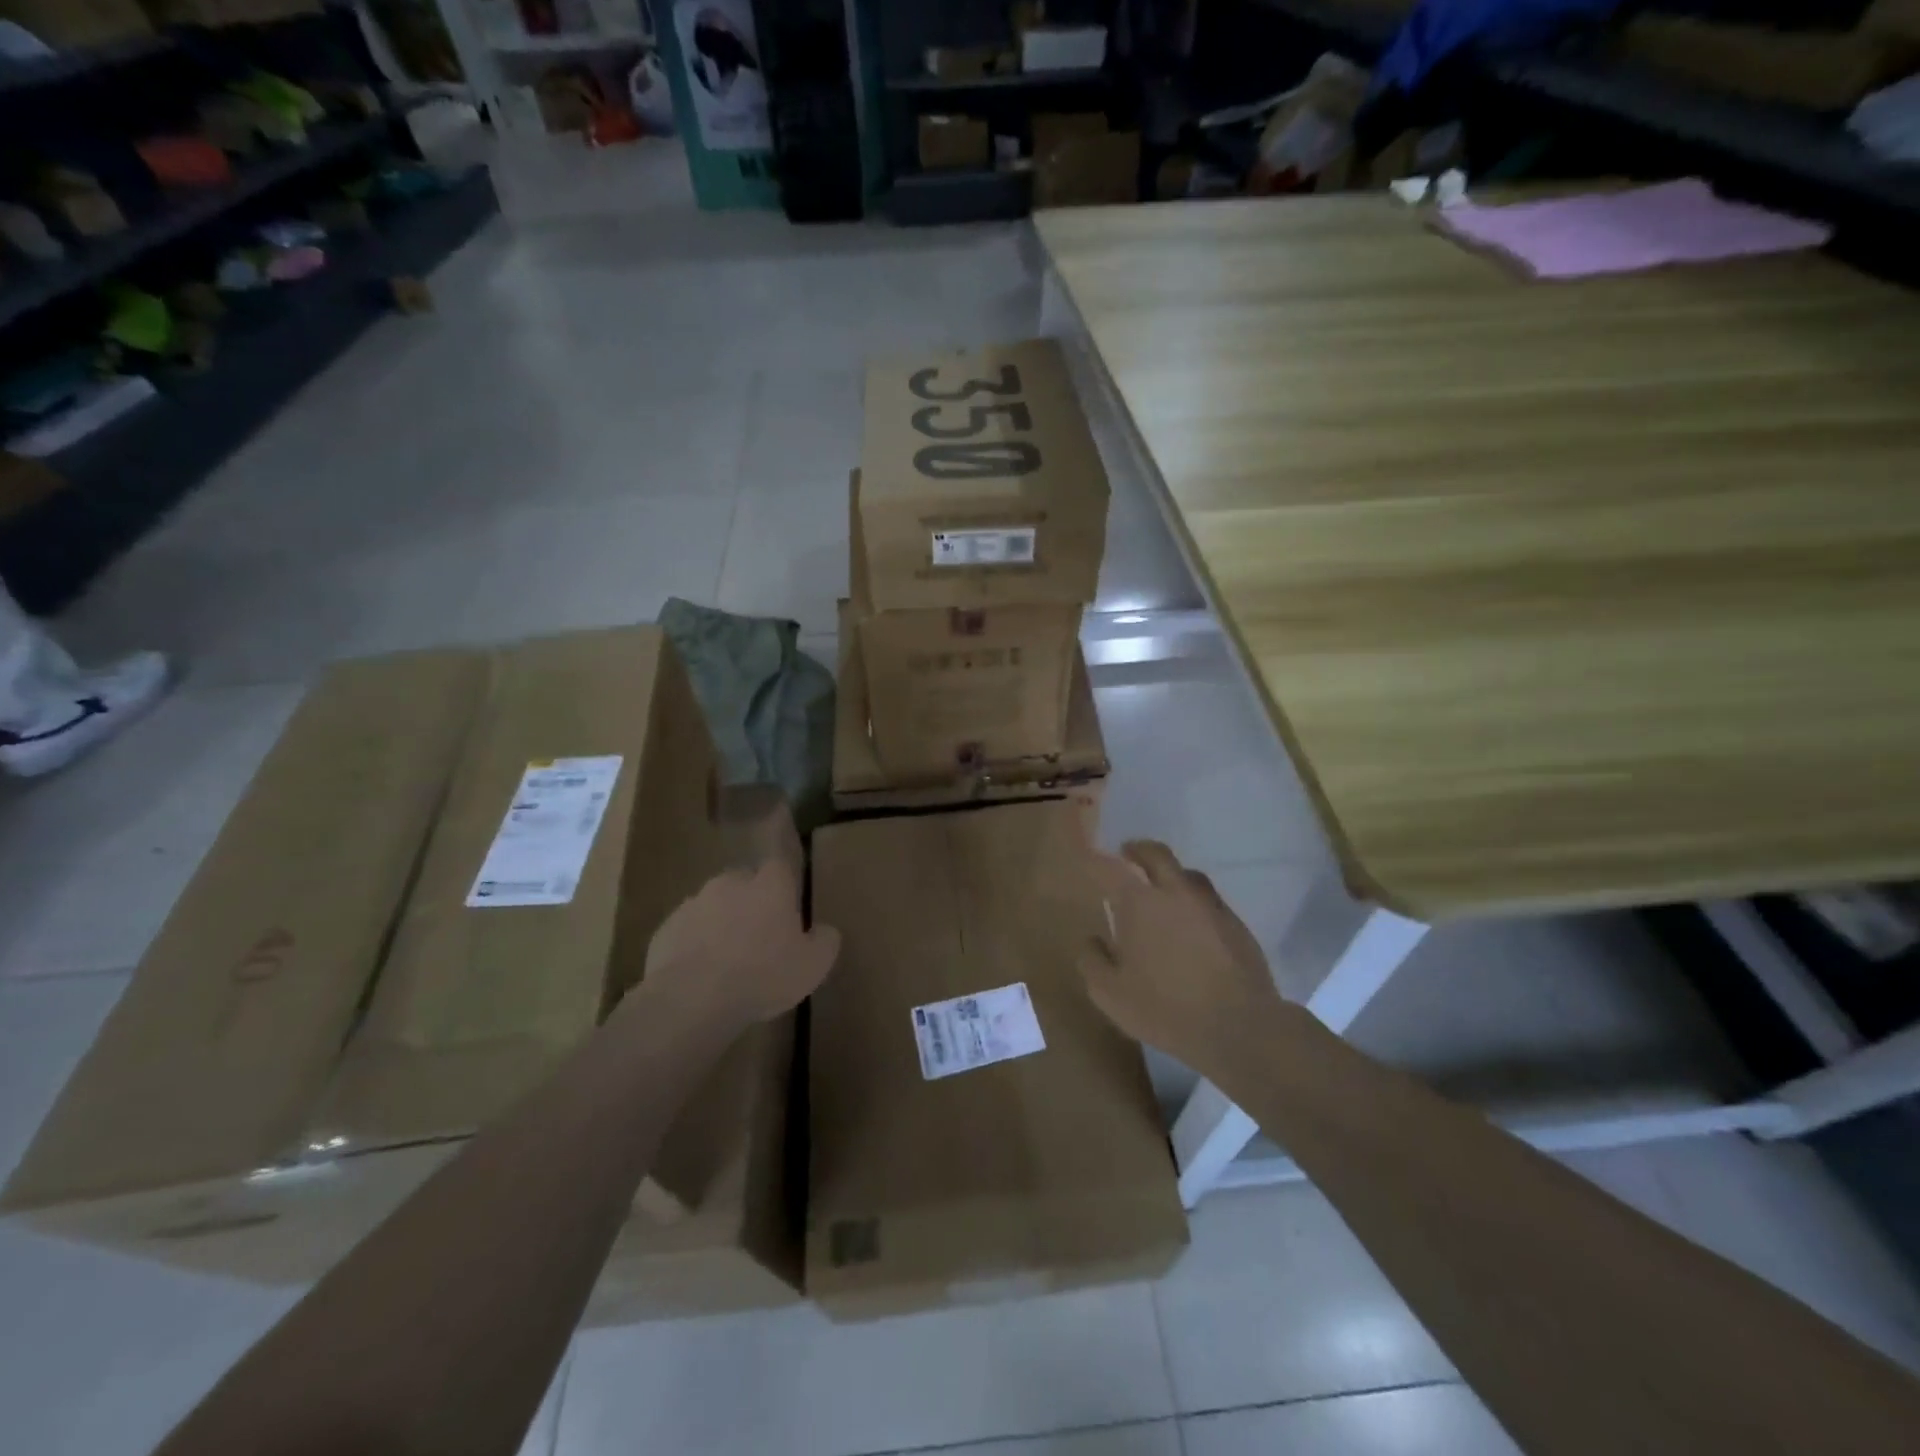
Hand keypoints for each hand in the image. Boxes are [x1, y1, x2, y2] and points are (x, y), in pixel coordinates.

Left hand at [642, 860, 840, 1032]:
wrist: (692, 999)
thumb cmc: (763, 975)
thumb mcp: (814, 965)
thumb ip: (825, 940)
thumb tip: (824, 930)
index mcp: (770, 885)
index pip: (780, 865)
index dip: (784, 884)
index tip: (787, 906)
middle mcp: (731, 883)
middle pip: (744, 882)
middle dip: (751, 901)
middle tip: (759, 936)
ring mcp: (693, 903)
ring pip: (713, 905)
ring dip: (721, 923)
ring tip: (727, 960)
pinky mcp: (665, 929)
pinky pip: (687, 931)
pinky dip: (694, 944)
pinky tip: (700, 974)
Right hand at [1080, 841, 1285, 1075]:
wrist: (1239, 1027)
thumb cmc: (1165, 1008)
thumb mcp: (1110, 994)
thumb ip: (1093, 961)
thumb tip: (1092, 940)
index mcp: (1140, 903)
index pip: (1111, 868)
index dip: (1097, 859)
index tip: (1089, 857)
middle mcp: (1175, 893)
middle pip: (1156, 854)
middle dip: (1138, 849)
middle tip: (1127, 854)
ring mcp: (1211, 906)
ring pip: (1188, 874)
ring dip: (1171, 873)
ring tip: (1163, 888)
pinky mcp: (1237, 925)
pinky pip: (1210, 901)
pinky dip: (1195, 902)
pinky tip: (1193, 923)